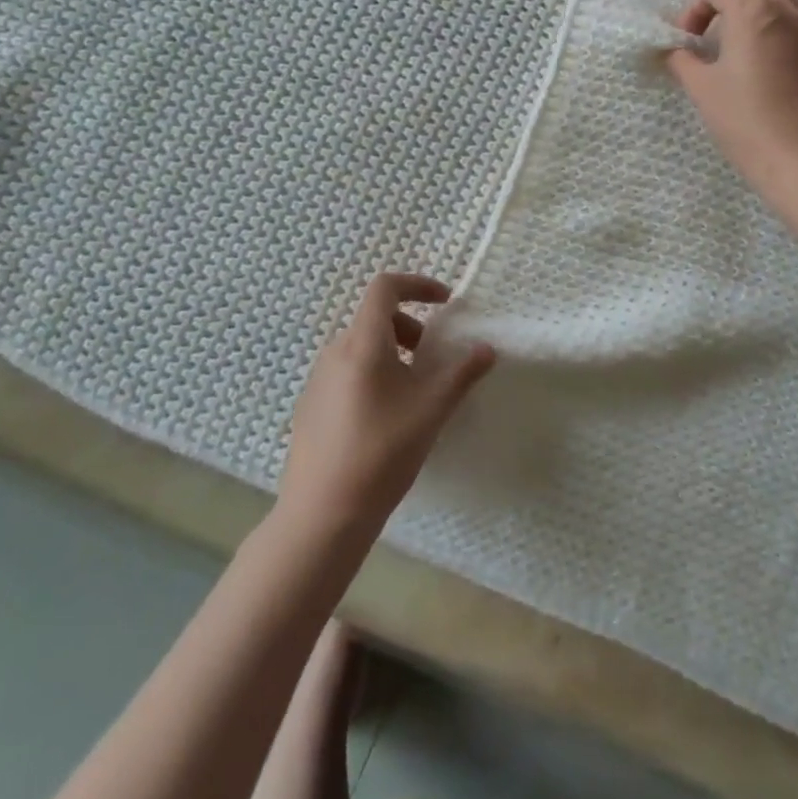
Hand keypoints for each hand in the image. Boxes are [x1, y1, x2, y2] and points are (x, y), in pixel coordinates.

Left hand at [280, 273, 495, 535]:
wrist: (323, 514)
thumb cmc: (382, 452)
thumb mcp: (431, 410)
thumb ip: (462, 373)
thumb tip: (487, 348)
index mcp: (363, 342)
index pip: (385, 287)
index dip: (417, 285)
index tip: (445, 302)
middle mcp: (335, 351)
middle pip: (375, 318)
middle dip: (410, 327)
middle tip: (433, 359)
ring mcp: (318, 379)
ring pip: (361, 347)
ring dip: (393, 353)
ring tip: (414, 392)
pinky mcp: (310, 406)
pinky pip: (347, 371)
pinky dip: (373, 373)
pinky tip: (385, 418)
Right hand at [666, 0, 797, 192]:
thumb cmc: (743, 120)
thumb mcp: (701, 89)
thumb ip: (683, 61)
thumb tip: (676, 51)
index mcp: (753, 13)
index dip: (695, 7)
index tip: (687, 39)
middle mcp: (789, 13)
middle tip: (715, 28)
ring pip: (787, 3)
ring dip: (761, 14)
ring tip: (745, 49)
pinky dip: (785, 41)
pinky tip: (776, 76)